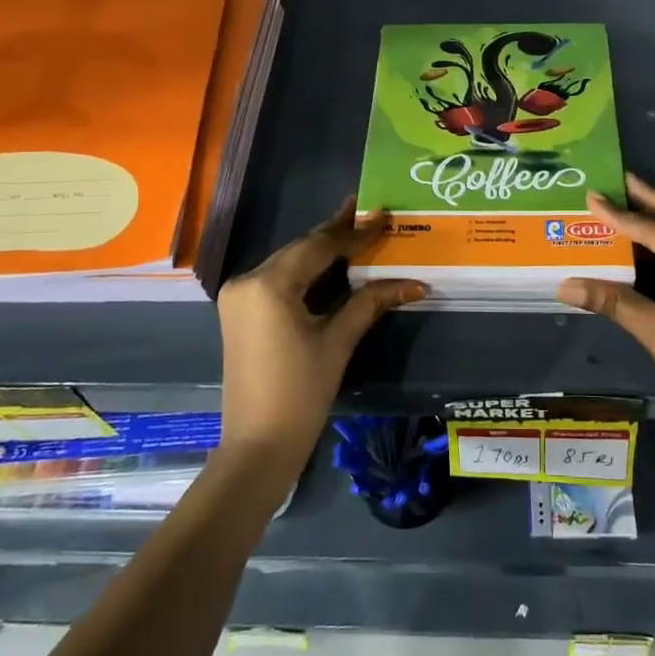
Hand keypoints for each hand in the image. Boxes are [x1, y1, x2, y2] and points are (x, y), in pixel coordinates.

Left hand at [216, 199, 424, 471]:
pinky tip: (332, 261)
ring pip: (290, 261)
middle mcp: (248, 280)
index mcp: (269, 284)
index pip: (319, 246)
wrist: (258, 446)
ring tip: (356, 228)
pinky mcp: (241, 311)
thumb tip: (414, 283)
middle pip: (301, 248)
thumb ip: (370, 302)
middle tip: (369, 210)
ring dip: (322, 249)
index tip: (384, 216)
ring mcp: (240, 296)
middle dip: (337, 232)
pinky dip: (307, 270)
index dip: (355, 232)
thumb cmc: (300, 394)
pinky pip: (279, 278)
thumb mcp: (338, 342)